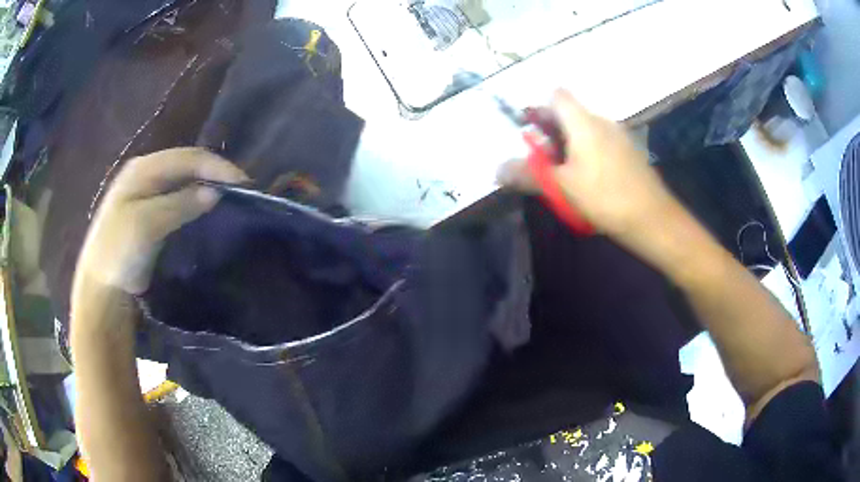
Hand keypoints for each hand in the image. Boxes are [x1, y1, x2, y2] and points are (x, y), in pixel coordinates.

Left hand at [73, 148, 247, 295]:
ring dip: (208, 187)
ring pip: (185, 181)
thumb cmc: (118, 252)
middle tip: (241, 191)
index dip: (217, 166)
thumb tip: (215, 192)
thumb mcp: (146, 225)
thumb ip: (179, 204)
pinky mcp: (152, 212)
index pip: (187, 157)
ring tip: (231, 198)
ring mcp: (148, 192)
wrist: (102, 285)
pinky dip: (197, 201)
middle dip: (215, 174)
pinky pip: (180, 199)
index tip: (244, 184)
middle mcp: (147, 174)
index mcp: (143, 169)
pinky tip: (209, 209)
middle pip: (188, 165)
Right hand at [498, 90, 673, 239]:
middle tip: (541, 159)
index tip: (531, 131)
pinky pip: (600, 142)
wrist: (652, 218)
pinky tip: (587, 179)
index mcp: (584, 122)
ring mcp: (618, 135)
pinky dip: (586, 152)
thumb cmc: (605, 197)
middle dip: (551, 131)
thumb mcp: (561, 188)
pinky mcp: (628, 152)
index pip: (557, 95)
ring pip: (585, 129)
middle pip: (570, 113)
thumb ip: (528, 175)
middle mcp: (602, 121)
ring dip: (568, 144)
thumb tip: (497, 170)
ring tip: (562, 172)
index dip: (540, 108)